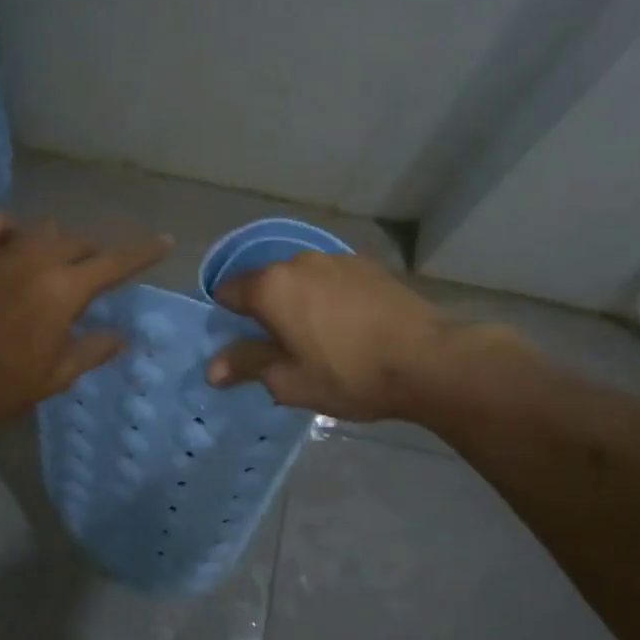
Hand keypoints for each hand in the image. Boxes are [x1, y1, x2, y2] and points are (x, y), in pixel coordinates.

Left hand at [0, 212, 171, 440]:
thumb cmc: (3, 386)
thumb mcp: (58, 374)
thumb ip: (94, 349)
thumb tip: (122, 335)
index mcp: (65, 289)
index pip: (116, 263)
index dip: (144, 252)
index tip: (165, 241)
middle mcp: (37, 259)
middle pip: (79, 243)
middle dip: (94, 257)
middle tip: (94, 280)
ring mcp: (1, 252)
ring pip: (42, 230)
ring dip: (57, 244)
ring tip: (53, 267)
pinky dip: (12, 230)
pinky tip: (12, 247)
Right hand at [205, 251, 518, 420]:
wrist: (427, 361)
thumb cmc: (348, 375)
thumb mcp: (289, 381)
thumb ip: (246, 366)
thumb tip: (212, 368)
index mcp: (271, 286)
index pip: (228, 292)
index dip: (228, 319)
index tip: (242, 345)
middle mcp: (298, 262)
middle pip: (265, 283)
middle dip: (265, 311)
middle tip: (280, 348)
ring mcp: (336, 259)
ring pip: (301, 280)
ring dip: (299, 302)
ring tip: (320, 338)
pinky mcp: (368, 266)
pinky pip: (332, 280)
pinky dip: (329, 298)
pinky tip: (349, 326)